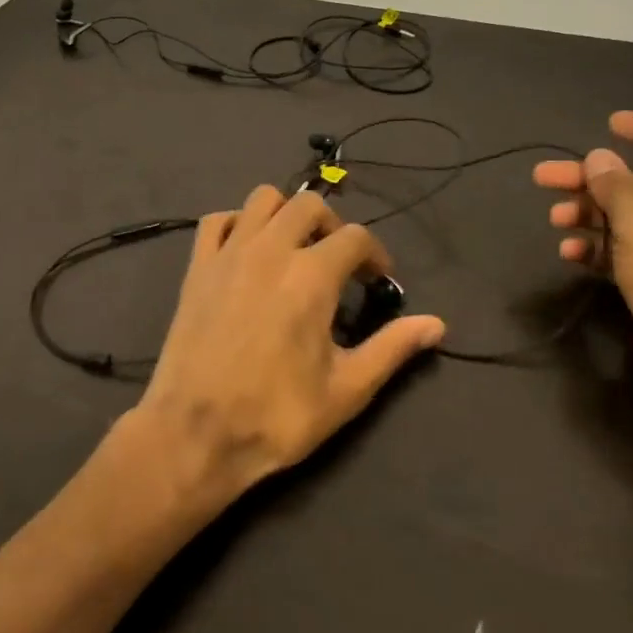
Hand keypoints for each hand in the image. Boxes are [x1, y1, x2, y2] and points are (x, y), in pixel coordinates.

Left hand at [132, 186, 445, 499]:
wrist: (196, 433)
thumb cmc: (277, 415)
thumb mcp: (346, 389)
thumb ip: (392, 348)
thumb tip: (436, 324)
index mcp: (312, 275)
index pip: (356, 237)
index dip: (375, 255)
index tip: (376, 282)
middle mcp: (271, 249)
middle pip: (309, 204)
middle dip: (332, 225)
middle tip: (338, 261)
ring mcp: (229, 253)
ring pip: (262, 199)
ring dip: (285, 213)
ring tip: (294, 248)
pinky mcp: (198, 266)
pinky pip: (217, 220)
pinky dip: (237, 223)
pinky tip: (246, 251)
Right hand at [533, 112, 632, 425]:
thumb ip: (616, 190)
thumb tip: (598, 157)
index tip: (610, 125)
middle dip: (592, 182)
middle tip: (544, 177)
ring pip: (627, 222)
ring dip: (589, 216)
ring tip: (554, 219)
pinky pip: (623, 254)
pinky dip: (596, 249)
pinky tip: (568, 254)